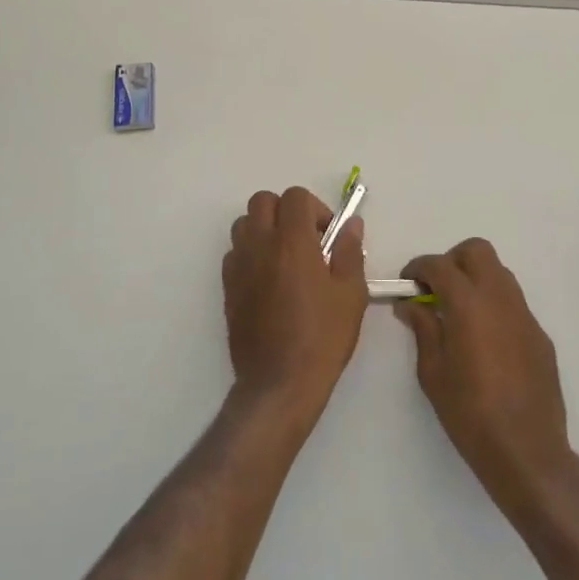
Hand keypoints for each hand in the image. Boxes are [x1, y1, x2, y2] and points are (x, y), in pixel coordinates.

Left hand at [223, 187, 367, 417]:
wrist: (279, 383)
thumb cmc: (322, 337)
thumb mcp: (350, 294)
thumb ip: (350, 251)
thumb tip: (351, 224)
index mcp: (292, 241)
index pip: (295, 196)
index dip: (315, 209)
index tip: (327, 236)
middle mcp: (260, 244)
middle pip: (263, 201)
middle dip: (285, 211)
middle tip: (306, 240)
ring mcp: (239, 265)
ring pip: (243, 224)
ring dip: (264, 229)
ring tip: (285, 258)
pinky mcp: (227, 287)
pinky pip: (234, 253)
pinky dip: (250, 254)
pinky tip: (268, 281)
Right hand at [397, 239, 573, 512]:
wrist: (527, 453)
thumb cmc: (470, 414)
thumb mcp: (432, 372)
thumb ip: (423, 328)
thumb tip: (411, 304)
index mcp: (468, 304)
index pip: (440, 264)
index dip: (419, 267)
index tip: (408, 283)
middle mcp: (499, 298)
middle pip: (477, 251)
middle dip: (452, 261)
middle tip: (437, 289)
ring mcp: (525, 315)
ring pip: (499, 272)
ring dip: (476, 279)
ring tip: (460, 312)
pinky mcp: (540, 335)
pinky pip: (513, 303)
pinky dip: (494, 305)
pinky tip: (486, 340)